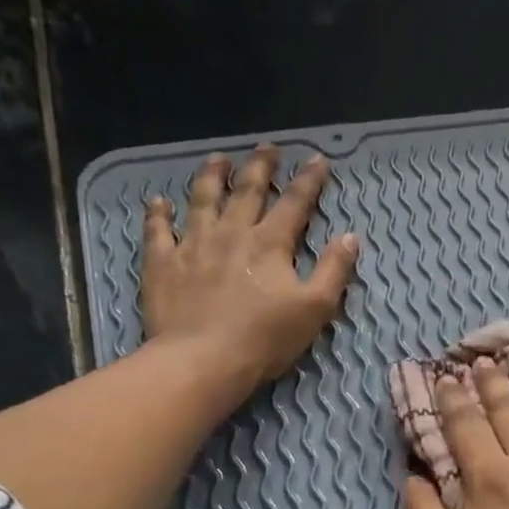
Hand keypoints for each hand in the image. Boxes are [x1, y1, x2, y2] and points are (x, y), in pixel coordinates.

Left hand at [139, 146, 359, 391]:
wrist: (203, 360)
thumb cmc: (265, 339)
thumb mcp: (315, 309)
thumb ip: (334, 270)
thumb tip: (351, 237)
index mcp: (270, 244)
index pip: (295, 203)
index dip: (309, 180)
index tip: (317, 159)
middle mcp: (231, 233)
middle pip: (247, 190)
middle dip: (260, 166)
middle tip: (267, 148)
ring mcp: (193, 244)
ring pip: (202, 199)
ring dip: (211, 176)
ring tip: (217, 159)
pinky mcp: (163, 263)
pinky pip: (158, 230)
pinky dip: (158, 213)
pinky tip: (159, 202)